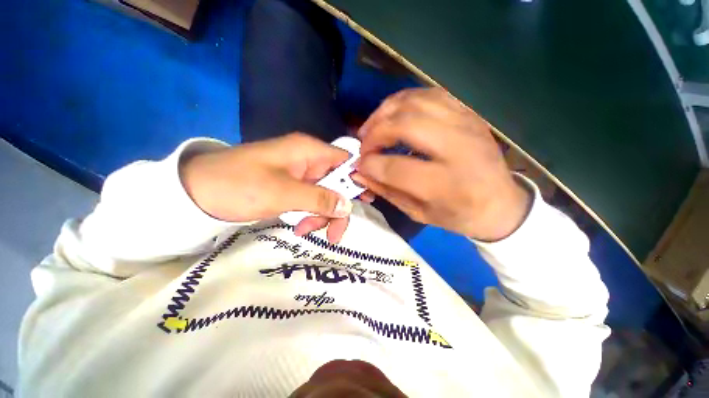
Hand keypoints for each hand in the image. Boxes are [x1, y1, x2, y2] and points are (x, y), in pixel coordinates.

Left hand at [180, 133, 373, 242]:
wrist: (197, 192)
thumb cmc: (239, 185)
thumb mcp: (283, 193)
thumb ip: (319, 199)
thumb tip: (349, 206)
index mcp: (309, 151)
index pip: (346, 160)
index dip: (358, 178)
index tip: (366, 200)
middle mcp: (309, 160)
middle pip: (339, 183)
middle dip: (337, 207)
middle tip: (333, 234)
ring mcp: (301, 175)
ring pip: (326, 195)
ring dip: (322, 215)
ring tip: (305, 231)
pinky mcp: (293, 187)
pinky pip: (312, 200)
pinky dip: (310, 215)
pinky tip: (300, 226)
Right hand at [353, 87, 530, 240]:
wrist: (501, 203)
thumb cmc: (459, 215)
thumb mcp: (420, 213)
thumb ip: (387, 192)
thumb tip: (360, 173)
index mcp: (447, 184)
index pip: (396, 168)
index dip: (370, 164)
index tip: (358, 166)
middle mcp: (459, 148)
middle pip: (405, 125)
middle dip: (375, 133)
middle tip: (363, 145)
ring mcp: (466, 124)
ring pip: (415, 101)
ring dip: (385, 112)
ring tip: (372, 127)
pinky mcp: (468, 113)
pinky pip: (429, 94)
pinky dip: (404, 100)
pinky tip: (393, 114)